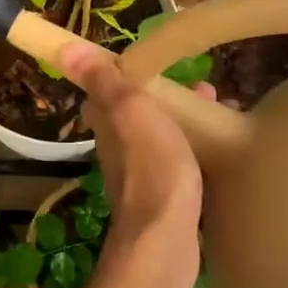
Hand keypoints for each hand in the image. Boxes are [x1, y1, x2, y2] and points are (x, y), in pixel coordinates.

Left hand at [58, 41, 205, 287]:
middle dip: (170, 97)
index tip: (161, 63)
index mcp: (108, 124)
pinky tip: (221, 151)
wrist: (165, 239)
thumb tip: (63, 48)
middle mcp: (118, 149)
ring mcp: (139, 175)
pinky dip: (197, 150)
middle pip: (140, 113)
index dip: (132, 74)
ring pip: (161, 137)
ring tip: (223, 112)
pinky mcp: (163, 199)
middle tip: (207, 90)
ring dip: (187, 122)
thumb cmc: (152, 168)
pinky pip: (179, 163)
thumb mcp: (131, 112)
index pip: (108, 90)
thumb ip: (103, 81)